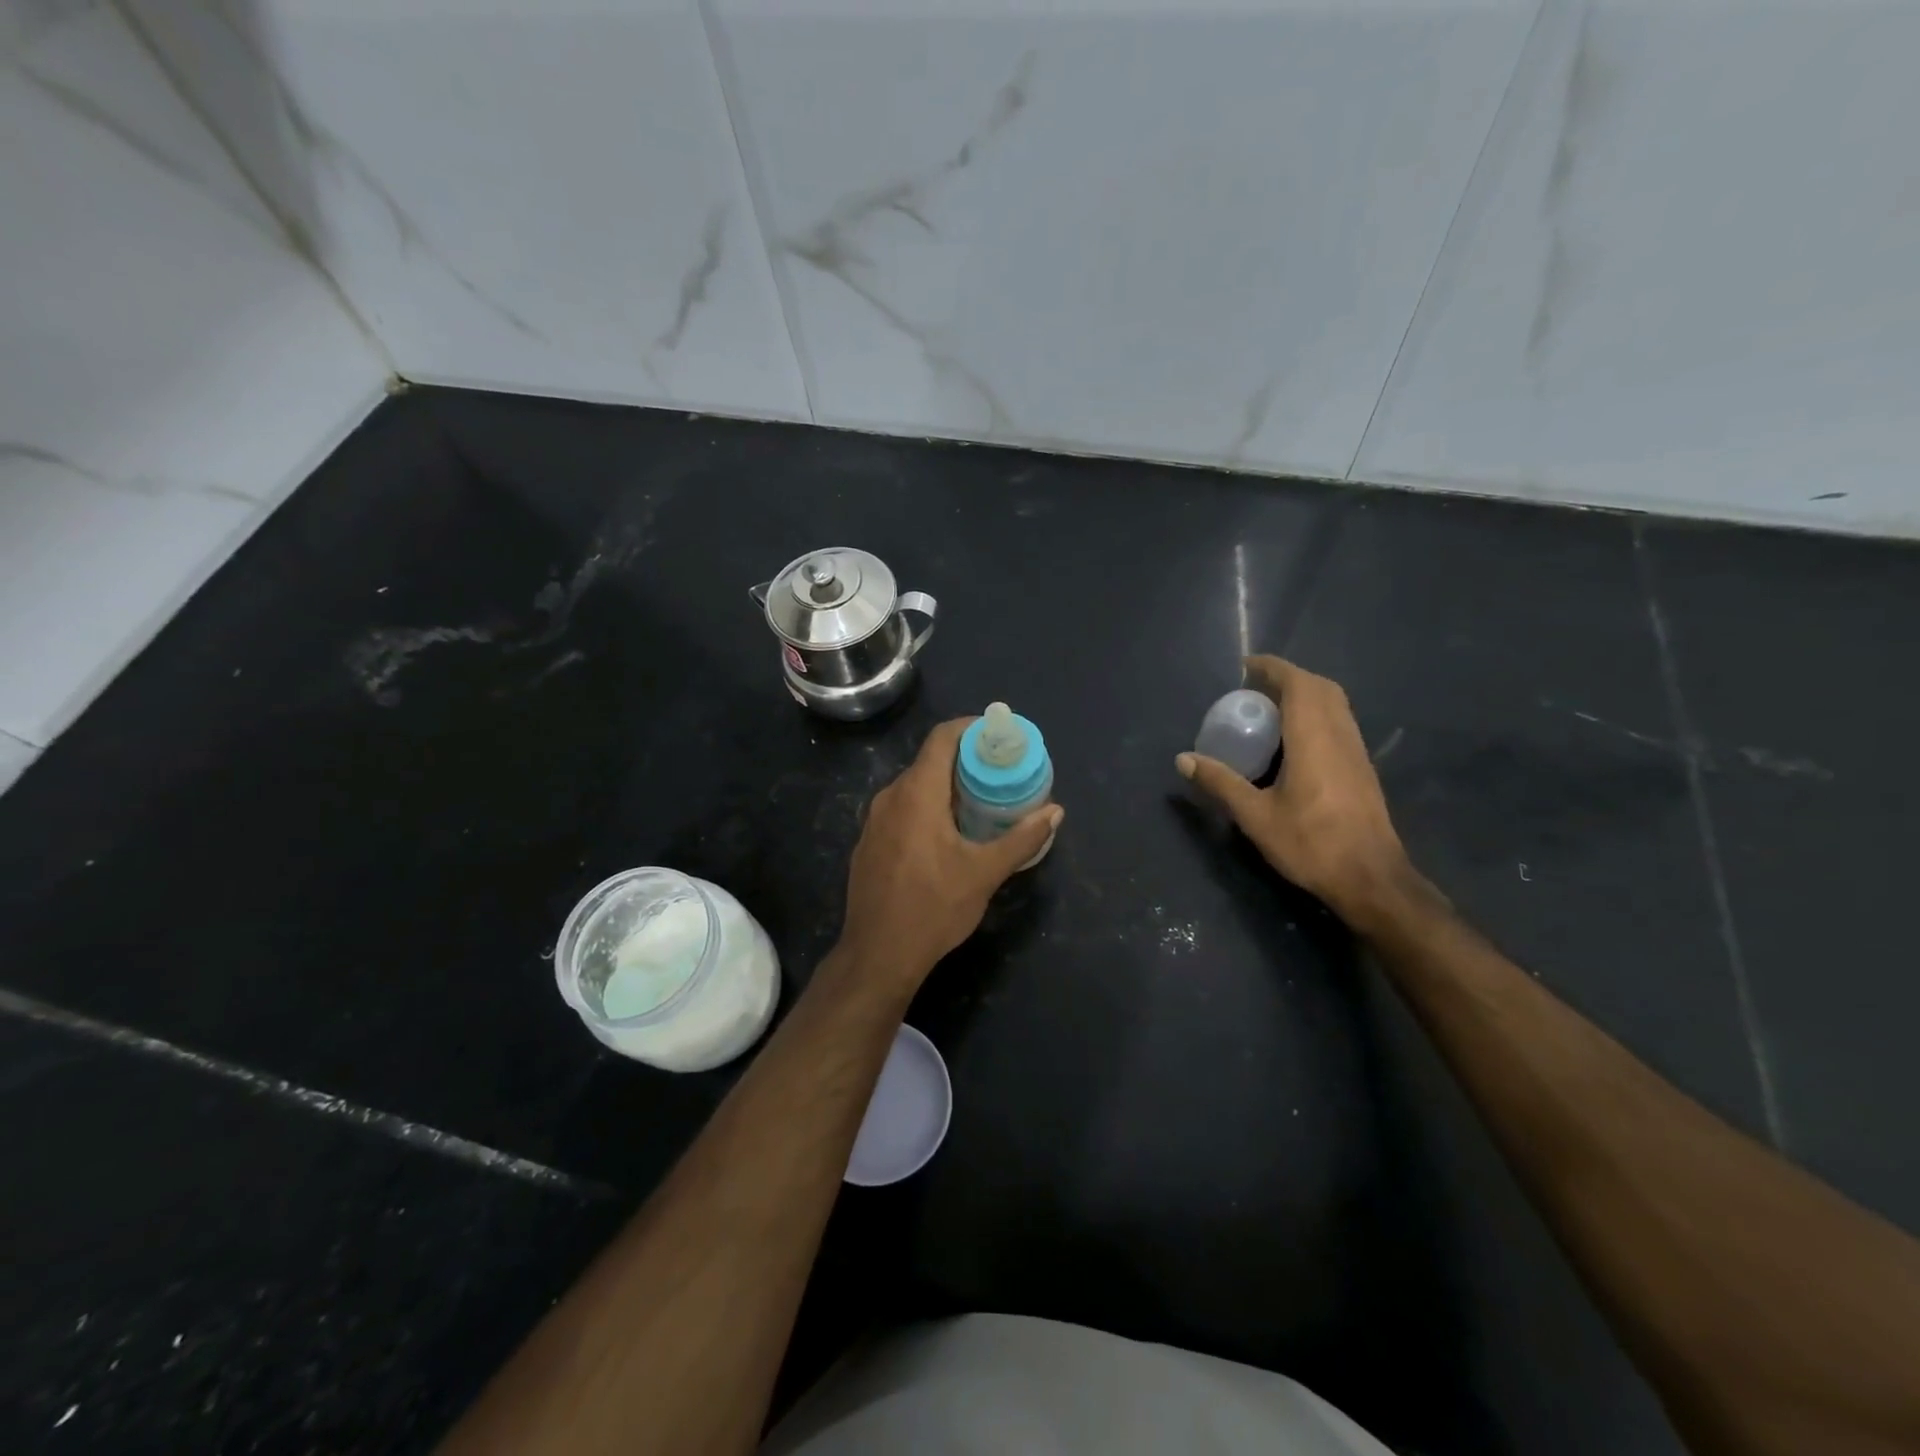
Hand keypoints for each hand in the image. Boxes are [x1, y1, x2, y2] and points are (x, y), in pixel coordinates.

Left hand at [836, 718, 1063, 996]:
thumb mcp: (985, 873)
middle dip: (965, 760)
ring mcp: (874, 821)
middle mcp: (890, 797)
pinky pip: (902, 809)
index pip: (942, 738)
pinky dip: (927, 807)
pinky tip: (948, 832)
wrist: (878, 954)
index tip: (998, 735)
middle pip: (929, 761)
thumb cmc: (933, 909)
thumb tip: (1055, 811)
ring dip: (946, 786)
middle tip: (1000, 772)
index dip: (970, 728)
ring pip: (914, 787)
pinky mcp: (869, 843)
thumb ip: (1021, 839)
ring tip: (981, 802)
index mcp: (916, 794)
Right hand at [1178, 656, 1414, 929]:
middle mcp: (1340, 735)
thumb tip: (1183, 759)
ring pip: (1335, 705)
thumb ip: (1220, 782)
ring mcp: (1356, 752)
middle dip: (1289, 678)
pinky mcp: (1362, 768)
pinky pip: (1339, 723)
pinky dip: (1316, 715)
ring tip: (1270, 709)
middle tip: (1255, 688)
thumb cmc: (1311, 844)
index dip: (1273, 668)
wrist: (1371, 879)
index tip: (1246, 665)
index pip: (1298, 684)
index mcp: (1314, 738)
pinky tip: (1294, 741)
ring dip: (1305, 695)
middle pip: (1321, 688)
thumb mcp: (1255, 815)